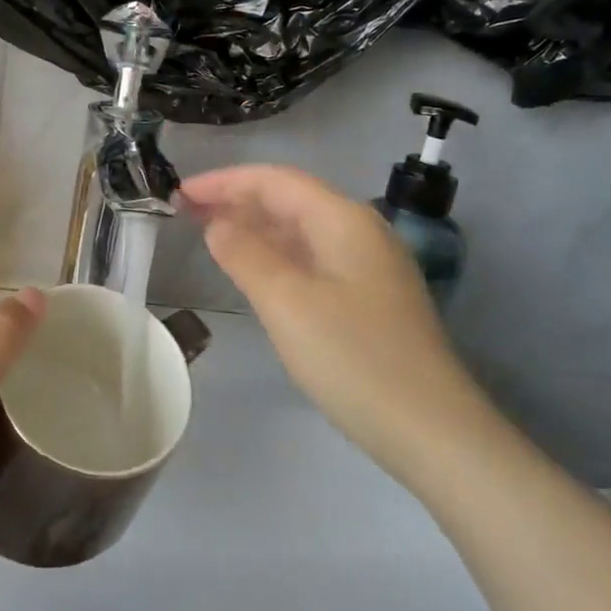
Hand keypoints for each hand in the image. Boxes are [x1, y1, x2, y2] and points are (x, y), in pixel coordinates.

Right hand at [179, 165, 482, 474]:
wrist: (431, 430)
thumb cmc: (353, 358)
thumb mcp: (287, 302)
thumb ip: (246, 254)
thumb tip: (218, 223)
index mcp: (343, 219)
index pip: (274, 180)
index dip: (224, 182)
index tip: (179, 193)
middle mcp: (359, 231)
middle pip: (289, 200)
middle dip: (236, 201)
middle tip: (185, 213)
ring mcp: (368, 266)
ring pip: (300, 231)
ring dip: (254, 228)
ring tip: (209, 235)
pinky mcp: (369, 298)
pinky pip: (312, 259)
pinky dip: (276, 256)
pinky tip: (254, 271)